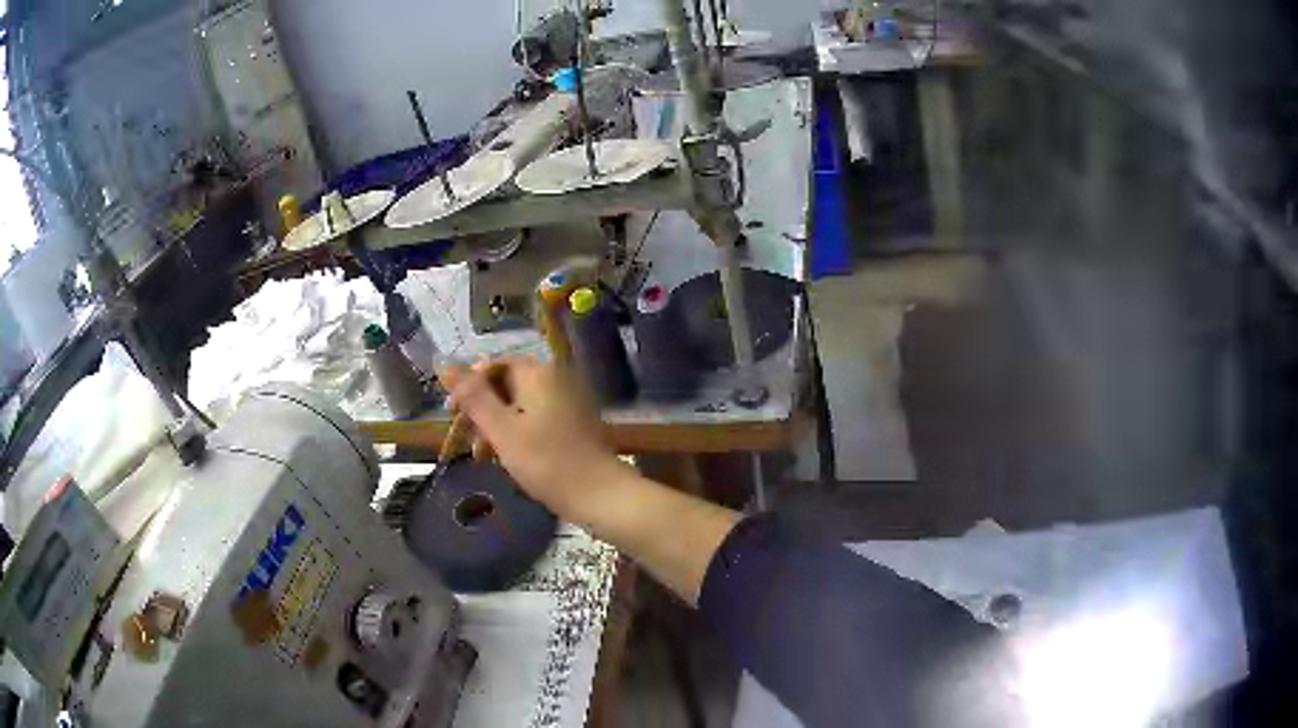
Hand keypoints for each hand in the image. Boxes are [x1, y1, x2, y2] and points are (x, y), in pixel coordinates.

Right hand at [440, 359, 629, 518]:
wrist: (601, 495)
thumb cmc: (546, 462)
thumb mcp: (501, 430)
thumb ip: (473, 396)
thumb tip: (443, 363)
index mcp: (538, 373)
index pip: (492, 365)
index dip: (468, 386)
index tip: (451, 414)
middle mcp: (554, 379)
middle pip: (505, 385)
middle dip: (481, 411)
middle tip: (463, 440)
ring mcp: (566, 401)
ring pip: (517, 406)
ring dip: (495, 427)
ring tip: (480, 457)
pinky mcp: (572, 424)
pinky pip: (534, 419)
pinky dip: (515, 435)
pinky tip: (504, 459)